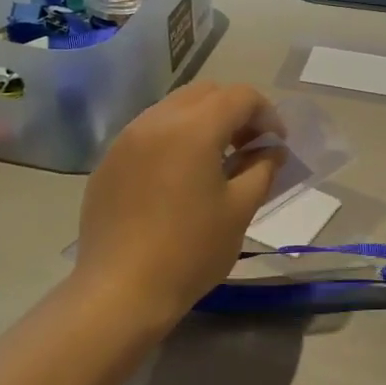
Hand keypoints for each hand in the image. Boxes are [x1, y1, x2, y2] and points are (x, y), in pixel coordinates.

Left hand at [72, 83, 285, 330]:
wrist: (121, 291)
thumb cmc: (190, 251)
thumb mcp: (240, 210)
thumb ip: (262, 169)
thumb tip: (271, 151)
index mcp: (193, 128)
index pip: (240, 96)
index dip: (267, 114)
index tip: (276, 145)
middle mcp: (156, 121)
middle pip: (205, 93)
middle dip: (234, 111)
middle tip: (248, 147)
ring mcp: (126, 139)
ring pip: (174, 108)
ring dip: (202, 122)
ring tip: (214, 161)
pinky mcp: (109, 161)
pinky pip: (148, 132)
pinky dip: (173, 139)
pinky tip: (178, 178)